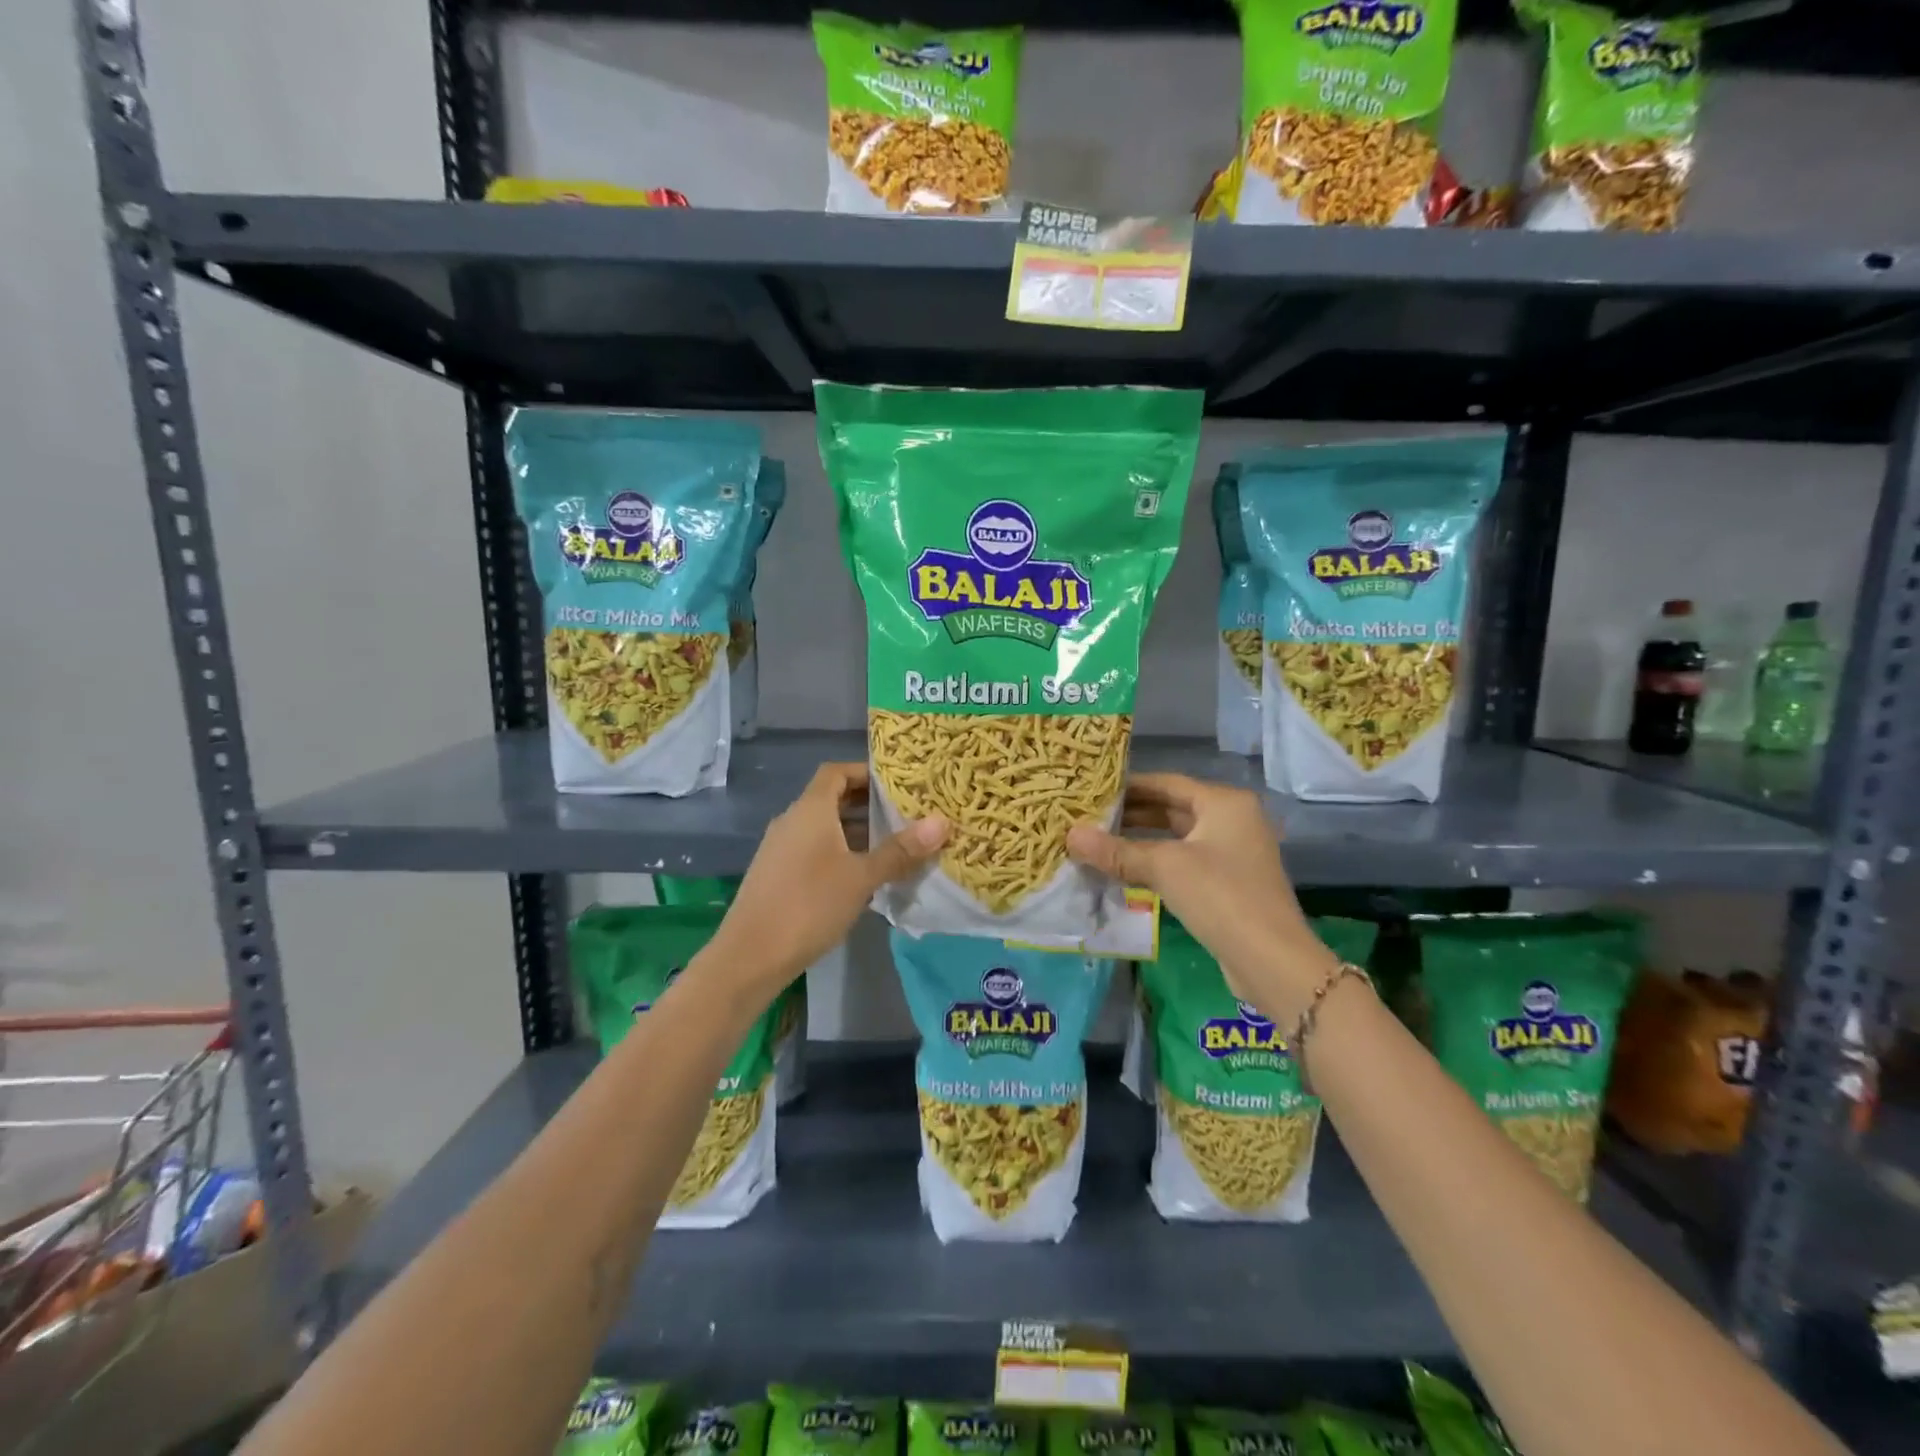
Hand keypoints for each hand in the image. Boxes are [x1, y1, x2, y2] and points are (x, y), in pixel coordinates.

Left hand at [702, 763, 946, 1002]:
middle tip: (906, 815)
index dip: (865, 772)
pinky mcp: (777, 874)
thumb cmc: (809, 905)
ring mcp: (780, 848)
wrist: (750, 956)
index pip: (837, 771)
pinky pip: (813, 850)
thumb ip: (900, 850)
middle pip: (832, 798)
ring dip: (856, 832)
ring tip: (893, 846)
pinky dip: (839, 853)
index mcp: (810, 809)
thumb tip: (942, 821)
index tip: (897, 784)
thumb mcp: (862, 877)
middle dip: (868, 805)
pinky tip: (862, 877)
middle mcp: (792, 820)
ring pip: (824, 828)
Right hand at [1067, 774, 1338, 1023]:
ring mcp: (1233, 853)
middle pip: (1172, 808)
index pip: (1167, 783)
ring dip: (1140, 841)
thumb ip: (1117, 850)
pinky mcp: (1228, 883)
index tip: (1092, 790)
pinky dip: (1155, 863)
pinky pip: (1184, 862)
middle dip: (1131, 814)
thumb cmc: (1220, 896)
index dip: (1128, 786)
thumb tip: (1070, 836)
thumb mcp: (1164, 867)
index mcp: (1224, 803)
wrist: (1271, 960)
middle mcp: (1232, 820)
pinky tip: (1124, 872)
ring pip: (1176, 838)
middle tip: (1088, 817)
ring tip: (1098, 842)